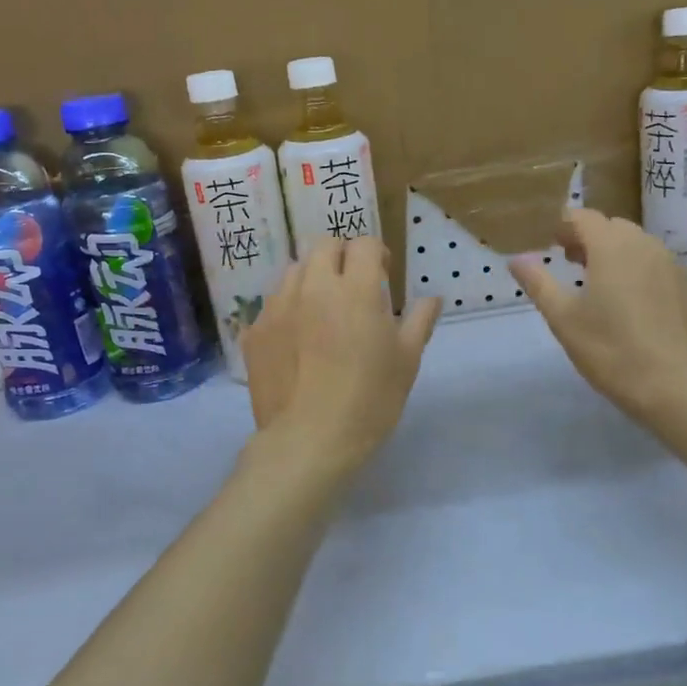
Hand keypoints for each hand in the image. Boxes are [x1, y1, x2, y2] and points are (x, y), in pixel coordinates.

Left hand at [242, 239, 441, 471]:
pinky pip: (272, 304)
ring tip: (322, 310)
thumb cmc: (370, 400)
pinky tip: (297, 340)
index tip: (384, 275)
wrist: (309, 440)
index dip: (377, 254)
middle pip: (323, 245)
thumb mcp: (407, 361)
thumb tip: (432, 298)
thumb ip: (419, 321)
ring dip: (312, 278)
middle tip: (354, 285)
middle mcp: (313, 287)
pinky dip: (288, 309)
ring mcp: (277, 308)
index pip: (364, 244)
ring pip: (294, 271)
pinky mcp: (254, 332)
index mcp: (355, 290)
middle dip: (342, 256)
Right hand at [509, 209, 686, 422]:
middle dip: (591, 237)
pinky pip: (662, 268)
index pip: (584, 217)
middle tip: (573, 262)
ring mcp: (676, 266)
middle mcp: (647, 246)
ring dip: (618, 254)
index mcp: (612, 247)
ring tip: (603, 283)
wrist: (676, 388)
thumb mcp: (564, 319)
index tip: (551, 241)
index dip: (564, 224)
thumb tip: (517, 259)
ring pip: (641, 246)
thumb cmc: (611, 350)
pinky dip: (644, 273)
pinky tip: (637, 305)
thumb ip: (539, 283)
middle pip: (614, 227)